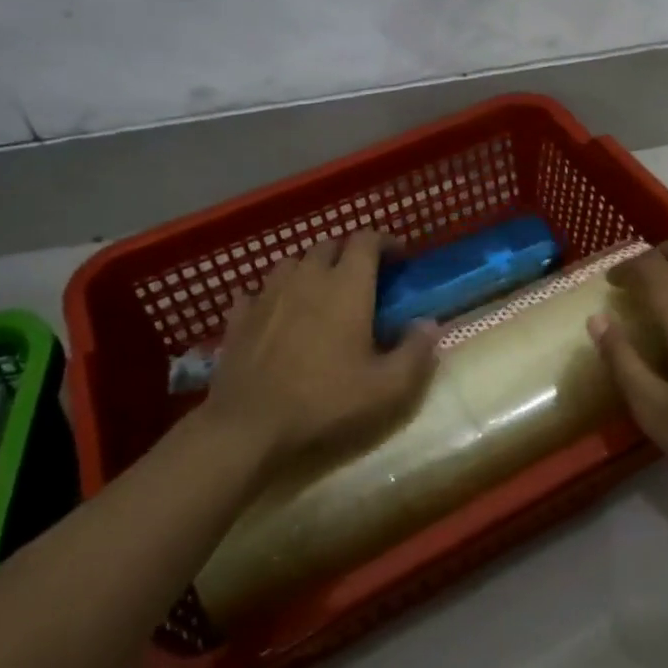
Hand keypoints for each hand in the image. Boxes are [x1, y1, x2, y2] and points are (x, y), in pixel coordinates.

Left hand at [199, 231, 438, 478]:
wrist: (249, 428)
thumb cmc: (326, 402)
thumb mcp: (387, 388)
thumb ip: (416, 351)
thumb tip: (429, 323)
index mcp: (347, 286)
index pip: (366, 240)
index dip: (385, 242)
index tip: (399, 258)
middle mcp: (306, 277)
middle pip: (328, 245)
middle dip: (348, 254)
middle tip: (363, 280)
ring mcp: (267, 295)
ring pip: (291, 263)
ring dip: (310, 270)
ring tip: (319, 294)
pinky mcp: (238, 318)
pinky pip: (256, 293)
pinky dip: (271, 296)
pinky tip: (275, 315)